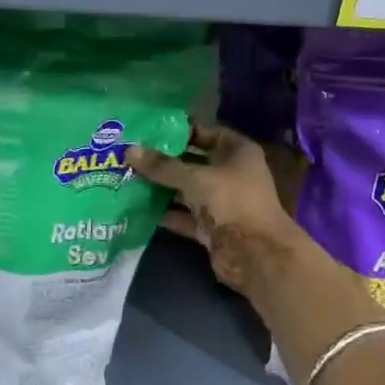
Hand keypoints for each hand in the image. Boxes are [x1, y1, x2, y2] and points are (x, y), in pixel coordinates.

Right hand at [128, 125, 306, 300]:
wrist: (255, 254)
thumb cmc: (231, 201)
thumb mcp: (194, 178)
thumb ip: (162, 166)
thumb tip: (129, 150)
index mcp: (237, 151)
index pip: (206, 132)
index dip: (180, 130)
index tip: (149, 130)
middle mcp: (231, 174)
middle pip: (193, 162)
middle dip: (164, 160)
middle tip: (131, 154)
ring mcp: (222, 203)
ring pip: (187, 190)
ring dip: (162, 187)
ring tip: (129, 178)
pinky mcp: (212, 228)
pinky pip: (184, 215)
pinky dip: (165, 213)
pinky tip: (138, 208)